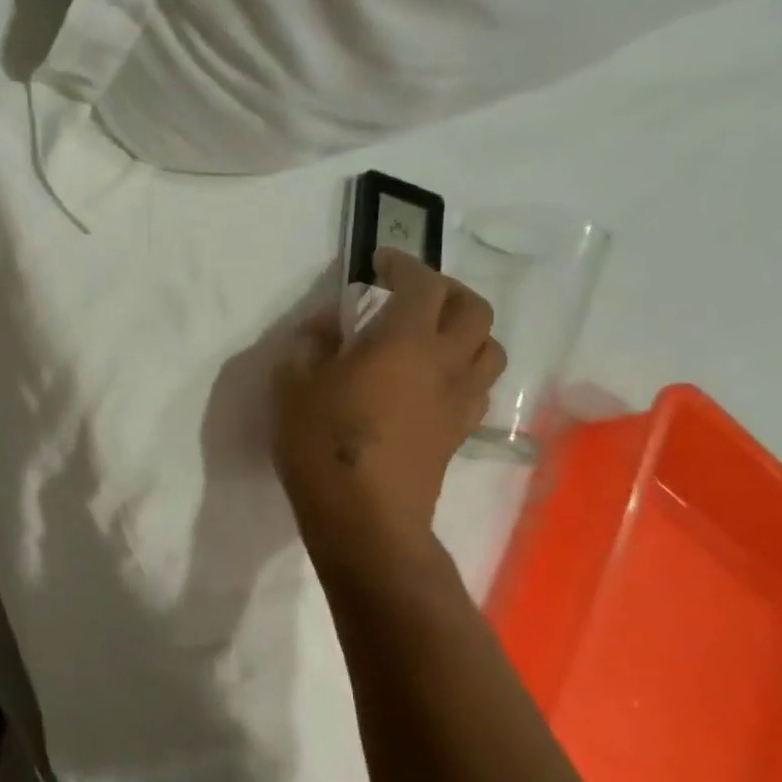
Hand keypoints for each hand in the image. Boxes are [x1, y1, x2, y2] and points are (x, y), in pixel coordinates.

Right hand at [272, 250, 505, 582]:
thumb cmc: (322, 444)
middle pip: (473, 309)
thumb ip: (309, 345)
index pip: (421, 283)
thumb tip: (329, 326)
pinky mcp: (458, 432)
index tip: (379, 262)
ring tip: (431, 335)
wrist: (364, 519)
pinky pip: (477, 385)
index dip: (403, 263)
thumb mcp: (292, 385)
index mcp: (404, 341)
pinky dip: (462, 368)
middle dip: (446, 290)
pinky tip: (431, 380)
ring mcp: (459, 400)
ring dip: (465, 329)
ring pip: (488, 347)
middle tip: (412, 294)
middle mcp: (444, 362)